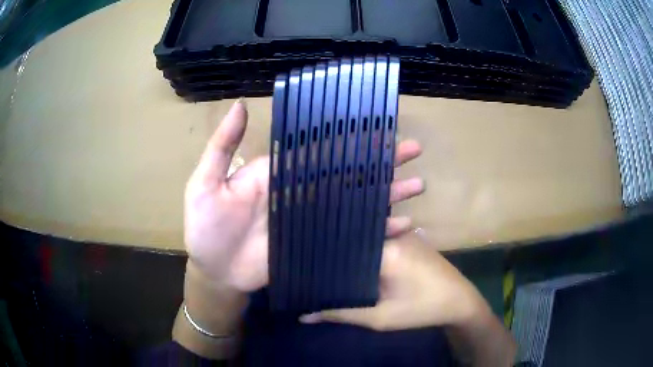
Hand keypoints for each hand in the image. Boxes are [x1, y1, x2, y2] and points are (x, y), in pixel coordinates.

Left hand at [184, 100, 425, 292]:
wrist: (215, 270)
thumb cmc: (205, 226)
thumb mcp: (205, 183)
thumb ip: (223, 147)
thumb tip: (239, 104)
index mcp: (280, 173)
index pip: (322, 150)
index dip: (351, 138)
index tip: (382, 128)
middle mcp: (302, 192)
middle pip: (349, 173)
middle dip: (382, 162)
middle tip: (413, 151)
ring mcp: (312, 221)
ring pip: (357, 202)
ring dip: (388, 194)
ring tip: (418, 185)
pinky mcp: (317, 247)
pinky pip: (351, 236)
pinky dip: (376, 232)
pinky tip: (402, 227)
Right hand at [299, 232, 489, 330]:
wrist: (460, 301)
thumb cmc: (421, 310)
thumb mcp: (380, 317)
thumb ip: (341, 314)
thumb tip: (305, 316)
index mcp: (386, 250)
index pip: (343, 244)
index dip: (323, 255)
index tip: (303, 263)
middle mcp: (393, 234)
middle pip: (355, 237)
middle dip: (335, 251)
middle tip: (311, 263)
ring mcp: (404, 233)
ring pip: (368, 237)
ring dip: (352, 250)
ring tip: (328, 261)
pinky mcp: (410, 238)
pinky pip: (381, 239)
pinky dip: (367, 249)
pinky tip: (355, 261)